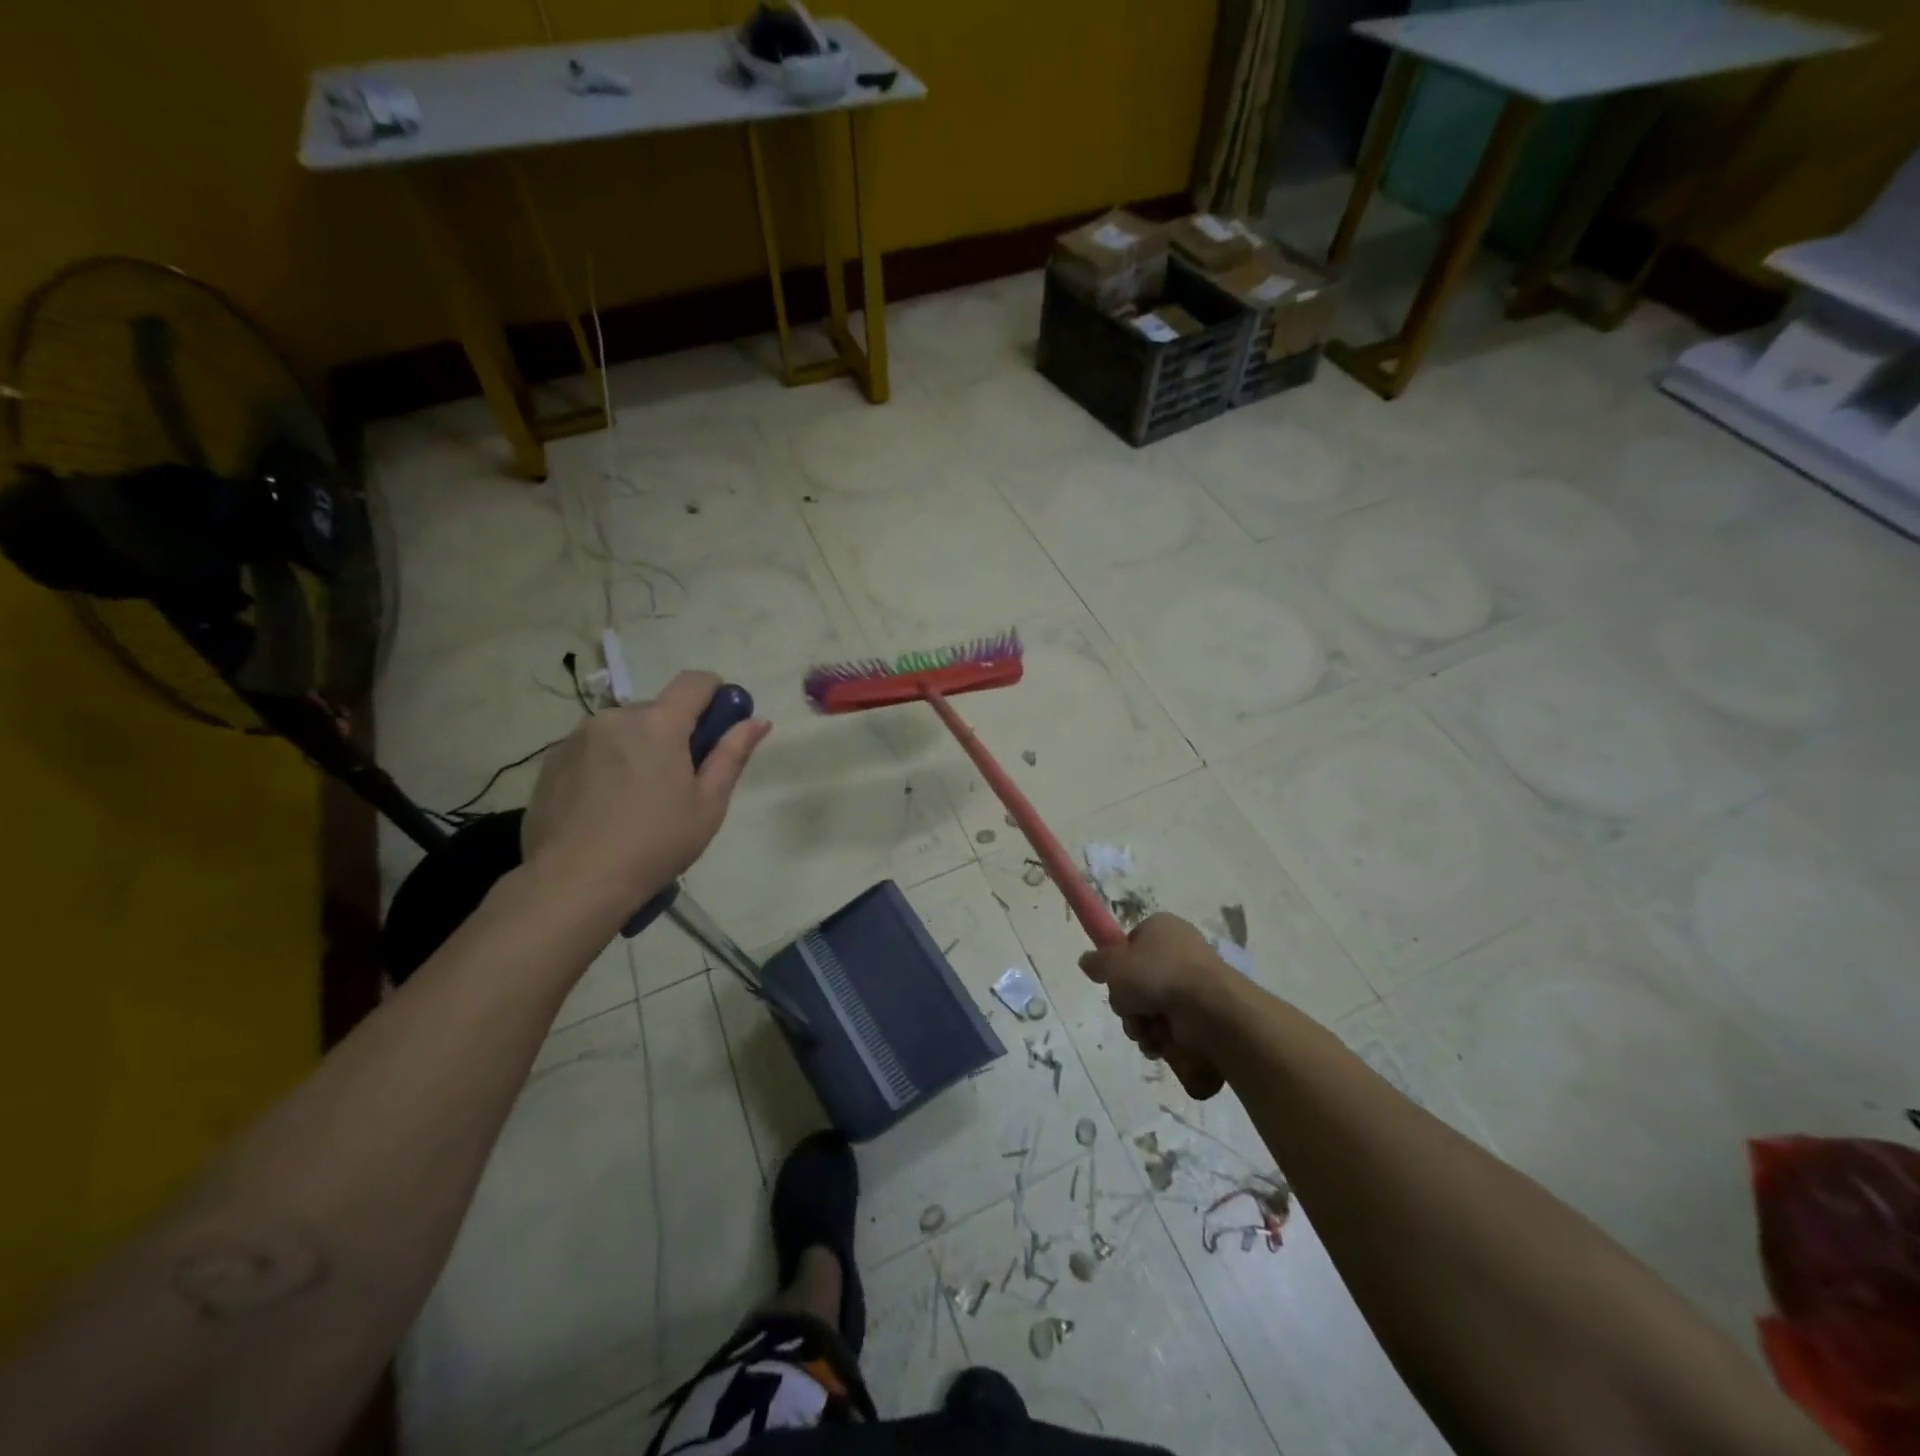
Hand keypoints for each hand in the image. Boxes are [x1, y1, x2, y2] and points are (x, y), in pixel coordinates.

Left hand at [522, 671, 770, 910]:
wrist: (574, 881)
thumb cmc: (655, 842)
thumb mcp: (708, 804)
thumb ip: (732, 754)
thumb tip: (757, 721)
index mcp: (659, 723)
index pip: (696, 681)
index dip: (716, 694)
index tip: (721, 725)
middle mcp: (616, 717)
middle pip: (658, 710)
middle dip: (675, 733)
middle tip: (680, 781)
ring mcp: (578, 737)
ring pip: (624, 730)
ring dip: (639, 748)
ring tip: (638, 800)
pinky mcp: (552, 761)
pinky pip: (593, 749)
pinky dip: (607, 765)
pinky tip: (606, 807)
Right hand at [1080, 913, 1231, 1099]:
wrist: (1210, 1009)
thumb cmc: (1159, 975)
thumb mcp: (1114, 964)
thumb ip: (1096, 962)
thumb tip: (1087, 961)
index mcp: (1161, 928)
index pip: (1131, 945)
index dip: (1119, 965)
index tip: (1115, 981)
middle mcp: (1179, 951)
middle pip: (1138, 981)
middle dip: (1128, 1003)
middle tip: (1131, 1011)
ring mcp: (1193, 982)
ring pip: (1150, 1007)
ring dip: (1141, 1024)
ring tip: (1147, 1031)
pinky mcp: (1203, 1012)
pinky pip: (1170, 1026)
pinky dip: (1161, 1037)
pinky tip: (1161, 1042)